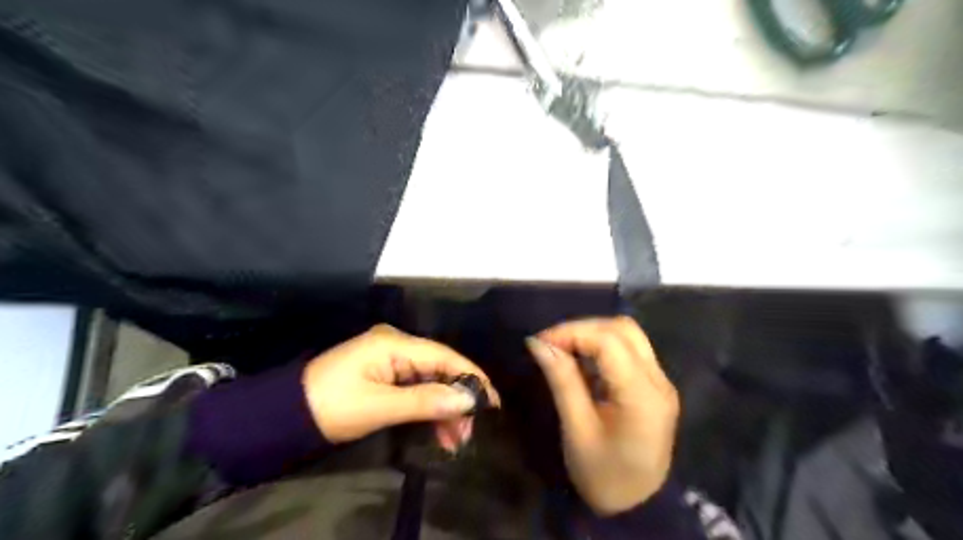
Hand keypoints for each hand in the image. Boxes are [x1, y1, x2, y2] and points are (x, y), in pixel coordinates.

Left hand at [301, 326, 499, 449]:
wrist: (283, 415)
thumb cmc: (330, 406)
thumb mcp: (379, 406)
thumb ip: (425, 400)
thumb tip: (468, 398)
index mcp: (394, 343)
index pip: (444, 356)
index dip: (471, 377)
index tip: (492, 402)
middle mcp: (396, 344)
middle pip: (440, 369)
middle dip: (457, 399)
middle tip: (469, 432)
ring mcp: (390, 359)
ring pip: (430, 381)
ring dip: (444, 408)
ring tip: (456, 440)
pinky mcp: (384, 374)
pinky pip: (416, 388)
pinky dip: (428, 408)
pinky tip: (438, 430)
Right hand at [526, 316, 674, 513]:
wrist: (637, 507)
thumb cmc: (603, 476)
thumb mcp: (577, 430)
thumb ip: (562, 381)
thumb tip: (538, 343)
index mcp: (642, 396)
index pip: (609, 341)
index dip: (572, 332)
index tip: (540, 342)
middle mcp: (659, 381)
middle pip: (622, 329)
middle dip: (582, 328)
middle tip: (551, 344)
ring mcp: (661, 381)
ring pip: (627, 334)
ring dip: (593, 334)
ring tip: (564, 350)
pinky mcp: (655, 385)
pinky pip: (629, 349)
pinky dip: (602, 346)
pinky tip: (582, 361)